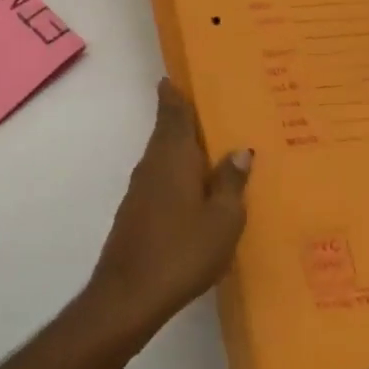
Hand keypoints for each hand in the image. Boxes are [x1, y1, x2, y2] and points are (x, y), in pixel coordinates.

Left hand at [87, 80, 251, 336]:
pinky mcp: (136, 210)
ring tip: (205, 141)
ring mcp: (141, 187)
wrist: (129, 293)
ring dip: (179, 143)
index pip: (174, 113)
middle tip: (201, 102)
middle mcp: (153, 163)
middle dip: (179, 114)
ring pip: (162, 153)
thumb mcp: (223, 220)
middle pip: (166, 129)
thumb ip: (231, 182)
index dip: (175, 94)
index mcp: (174, 156)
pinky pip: (160, 175)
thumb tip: (239, 149)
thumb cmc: (183, 250)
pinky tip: (191, 184)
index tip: (177, 76)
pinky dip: (175, 169)